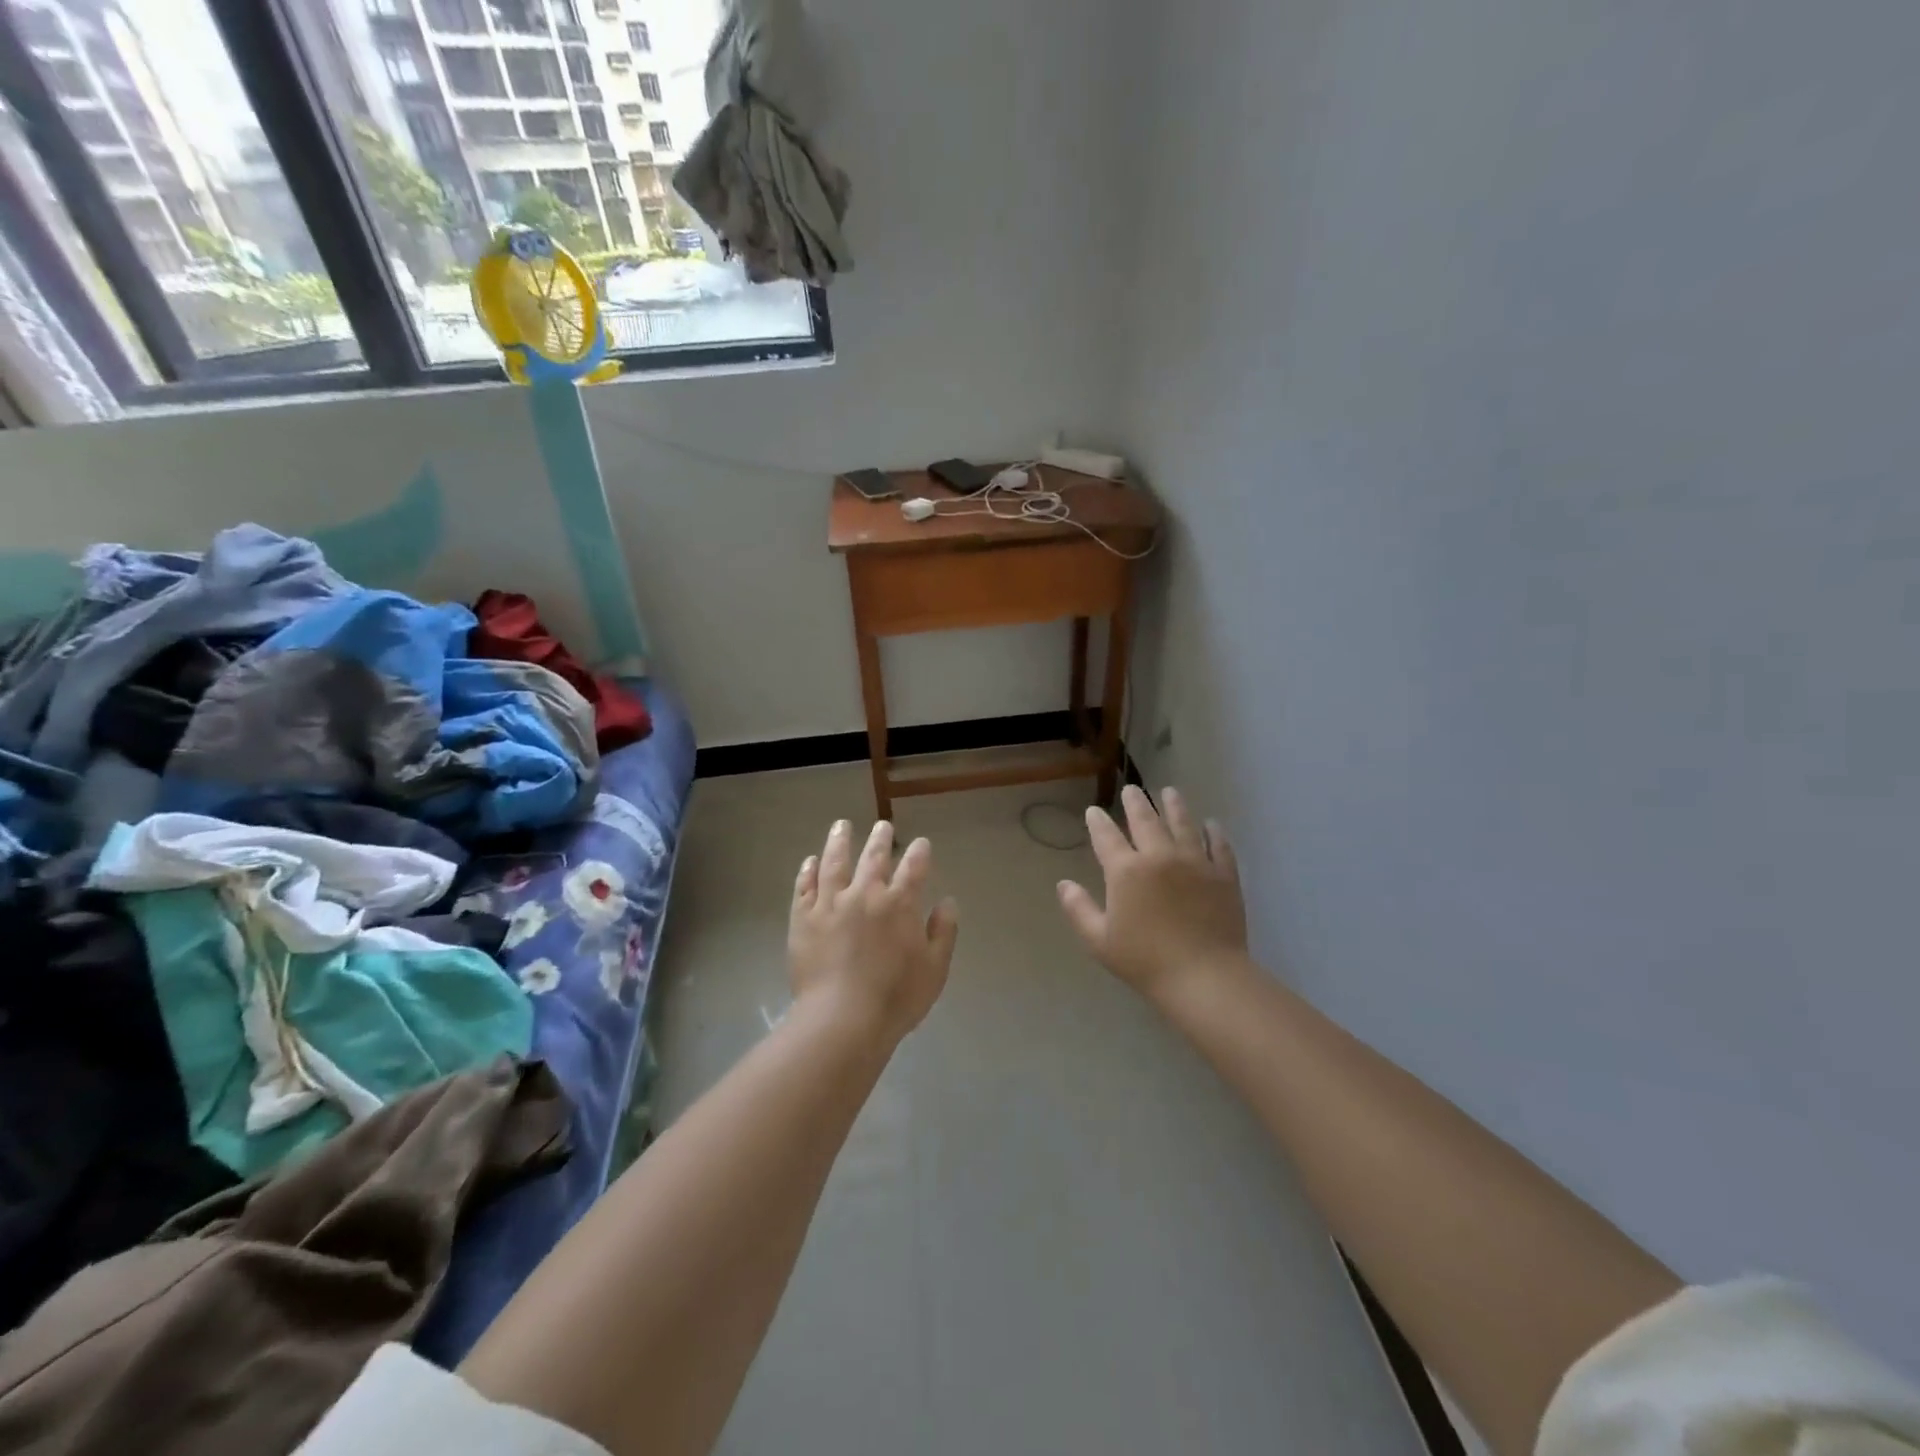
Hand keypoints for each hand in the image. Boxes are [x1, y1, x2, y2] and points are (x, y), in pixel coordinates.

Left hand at [789, 820, 960, 1043]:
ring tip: (842, 826)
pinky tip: (811, 861)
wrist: (841, 1019)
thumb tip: (947, 902)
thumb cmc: (895, 998)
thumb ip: (943, 932)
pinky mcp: (803, 919)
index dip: (919, 853)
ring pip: (835, 863)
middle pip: (874, 858)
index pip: (914, 868)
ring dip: (840, 841)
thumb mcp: (935, 969)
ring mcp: (830, 904)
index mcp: (900, 904)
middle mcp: (865, 894)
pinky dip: (808, 871)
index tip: (921, 843)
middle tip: (883, 826)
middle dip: (880, 839)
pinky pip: (805, 887)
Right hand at [1057, 786, 1248, 1001]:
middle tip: (1132, 790)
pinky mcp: (1223, 875)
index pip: (1106, 836)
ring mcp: (1195, 862)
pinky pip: (1219, 846)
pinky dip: (1214, 832)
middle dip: (1136, 802)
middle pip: (1146, 820)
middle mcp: (1159, 856)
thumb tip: (1064, 884)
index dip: (1098, 822)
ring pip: (1183, 824)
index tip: (1093, 810)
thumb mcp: (1099, 940)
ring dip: (1174, 806)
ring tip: (1169, 792)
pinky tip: (1212, 824)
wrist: (1204, 976)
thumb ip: (1079, 909)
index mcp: (1126, 871)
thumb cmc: (1145, 961)